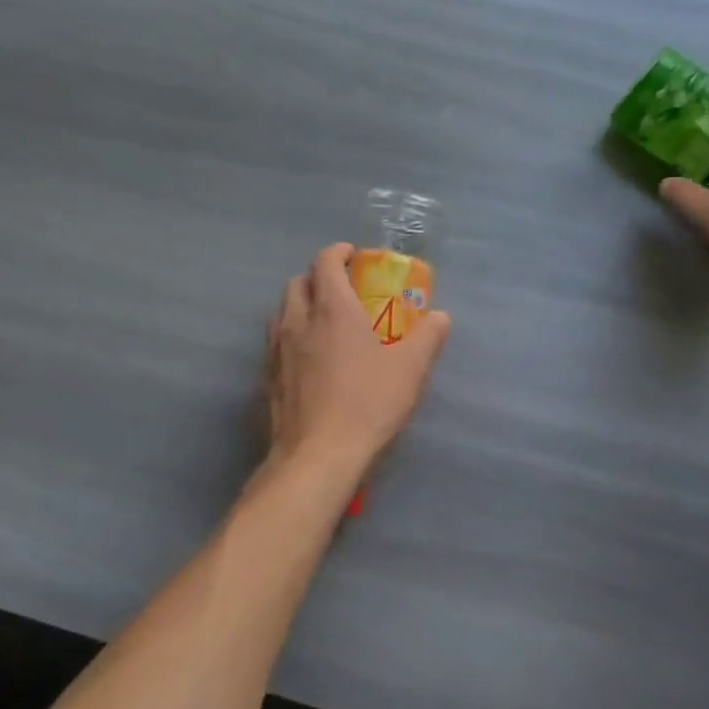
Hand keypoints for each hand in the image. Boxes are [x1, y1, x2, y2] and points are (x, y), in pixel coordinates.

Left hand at [264, 243, 451, 476]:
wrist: (318, 455)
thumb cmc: (367, 404)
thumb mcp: (411, 369)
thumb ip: (428, 337)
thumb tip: (440, 316)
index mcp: (332, 308)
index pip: (324, 261)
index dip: (338, 253)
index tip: (353, 256)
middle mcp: (298, 320)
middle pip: (298, 282)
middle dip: (317, 277)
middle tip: (341, 290)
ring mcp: (277, 349)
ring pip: (282, 311)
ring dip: (300, 305)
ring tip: (323, 321)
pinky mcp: (268, 377)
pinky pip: (276, 341)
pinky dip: (291, 335)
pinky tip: (309, 358)